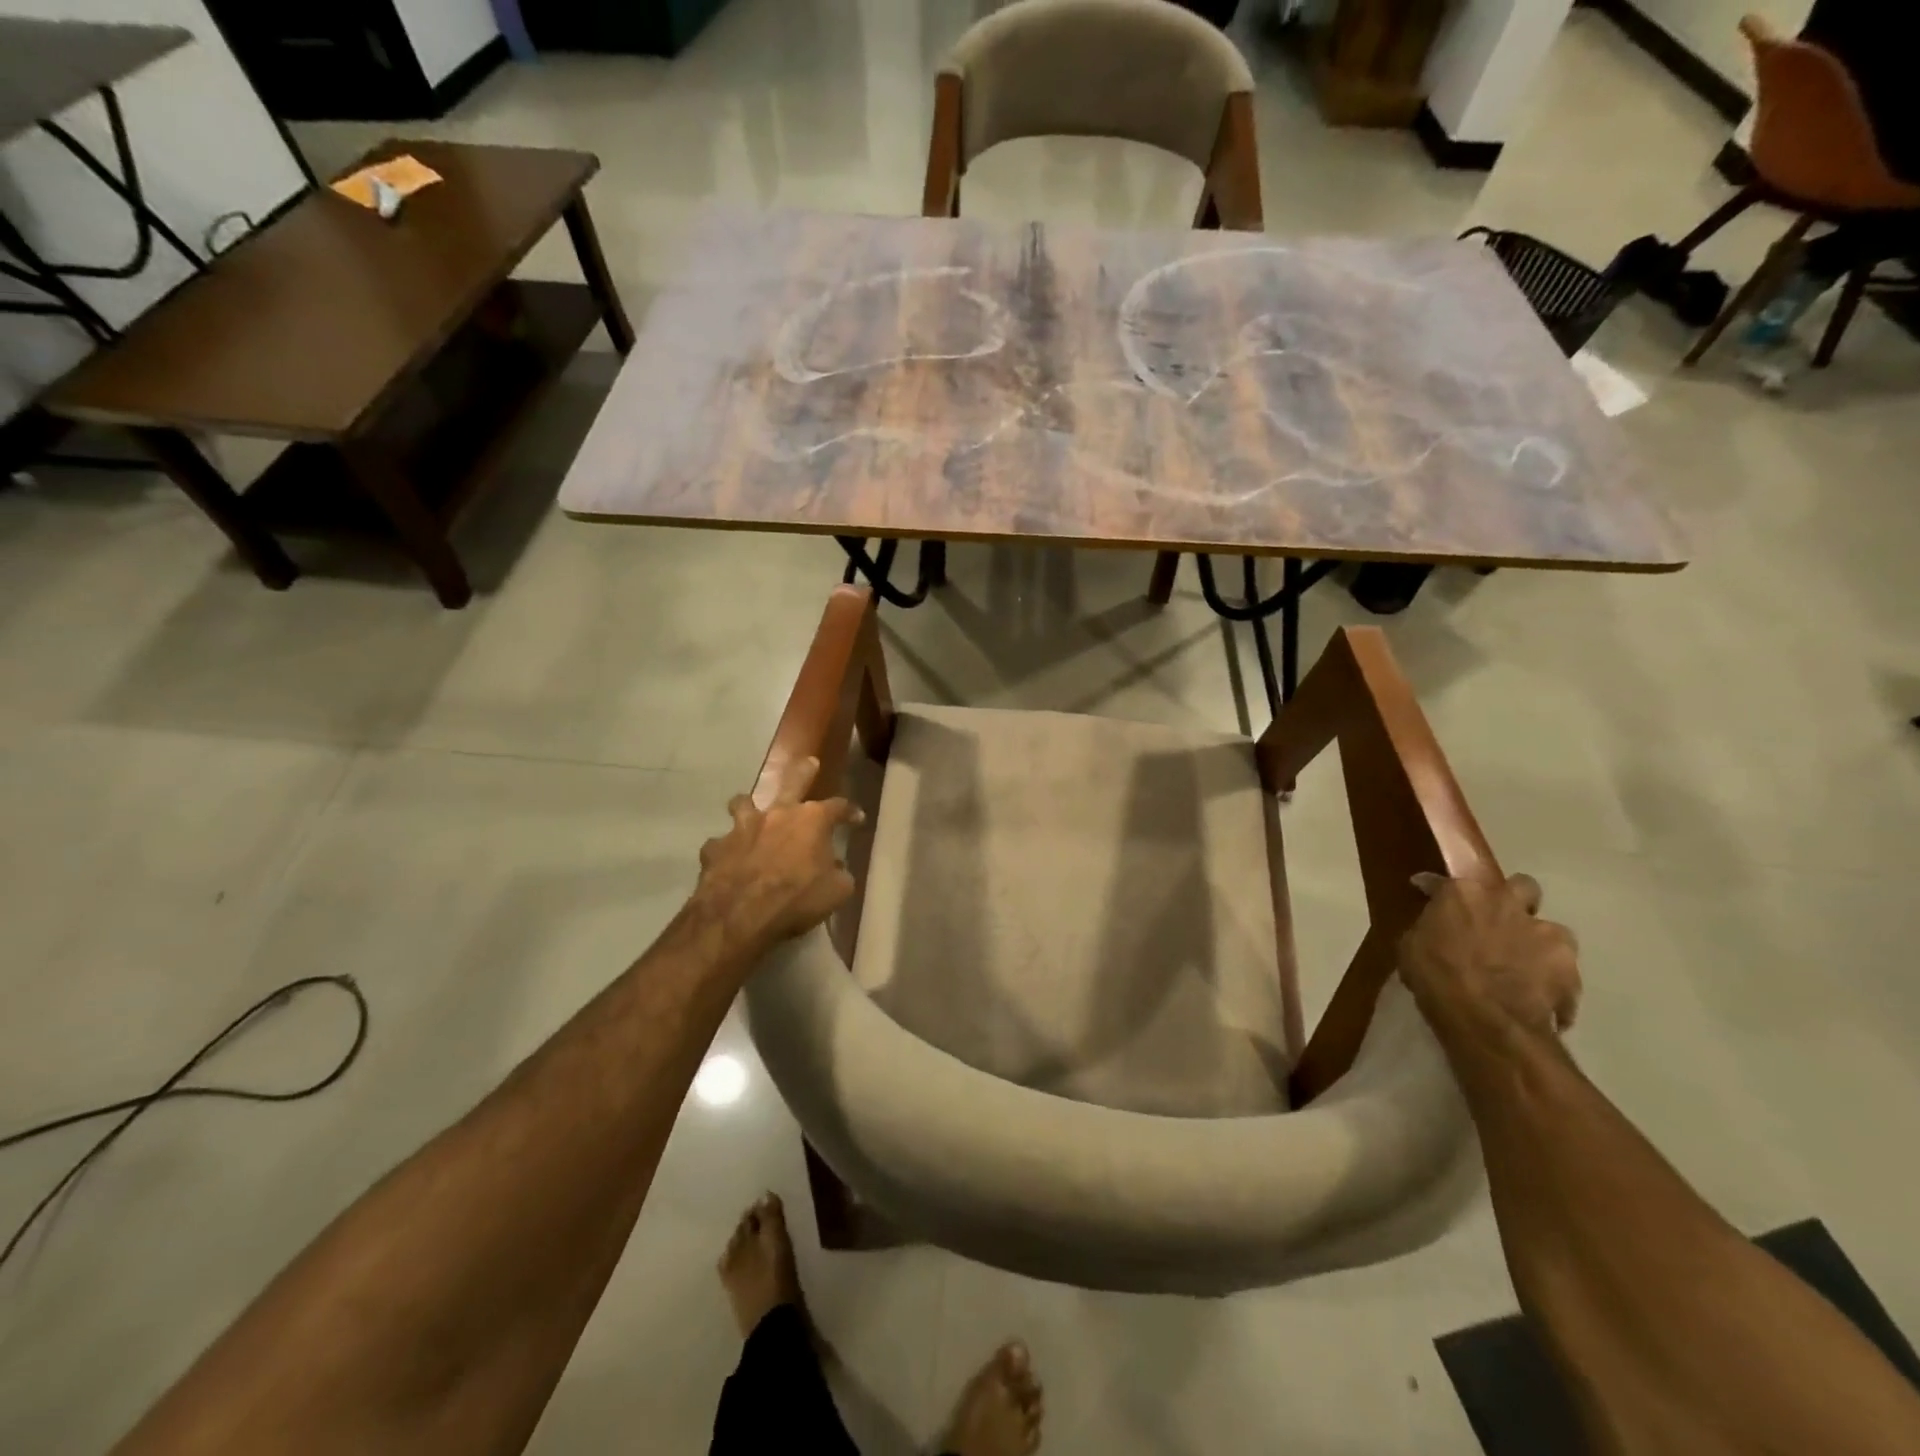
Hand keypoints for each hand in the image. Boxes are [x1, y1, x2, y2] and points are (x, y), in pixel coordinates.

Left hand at [692, 758, 860, 959]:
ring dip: (749, 806)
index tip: (857, 818)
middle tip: (808, 762)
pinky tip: (728, 860)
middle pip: (792, 782)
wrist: (740, 916)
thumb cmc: (797, 899)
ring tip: (749, 808)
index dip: (850, 812)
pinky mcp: (716, 848)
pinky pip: (721, 844)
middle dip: (803, 771)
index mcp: (811, 821)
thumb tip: (836, 868)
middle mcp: (777, 814)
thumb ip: (839, 874)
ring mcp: (742, 828)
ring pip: (744, 803)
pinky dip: (726, 850)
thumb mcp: (836, 892)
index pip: (838, 807)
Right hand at [1400, 872, 1581, 1035]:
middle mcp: (1506, 901)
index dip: (1438, 888)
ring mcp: (1543, 931)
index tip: (1429, 892)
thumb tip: (1435, 927)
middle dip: (1513, 900)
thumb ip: (1429, 927)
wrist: (1485, 1019)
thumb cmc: (1435, 977)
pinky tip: (1539, 993)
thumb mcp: (1411, 947)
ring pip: (1549, 927)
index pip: (1448, 879)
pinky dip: (1552, 977)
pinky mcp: (1569, 963)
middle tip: (1497, 921)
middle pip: (1521, 886)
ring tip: (1524, 963)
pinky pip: (1562, 967)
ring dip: (1536, 940)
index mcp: (1462, 893)